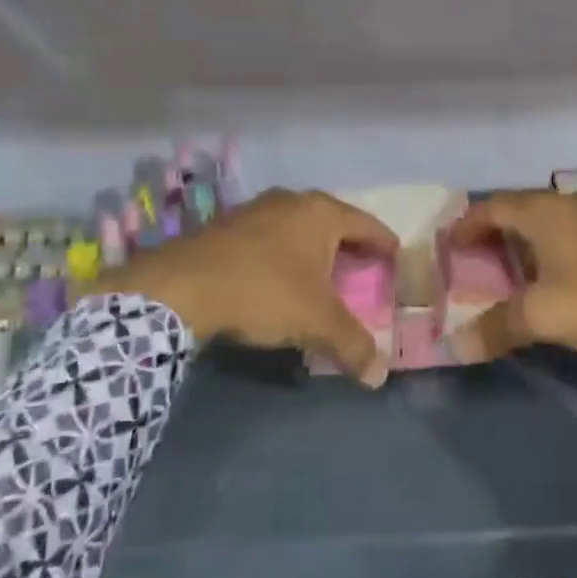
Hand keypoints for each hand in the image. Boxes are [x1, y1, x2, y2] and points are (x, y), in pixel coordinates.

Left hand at [86, 189, 397, 386]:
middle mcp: (292, 202)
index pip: (368, 225)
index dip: (385, 244)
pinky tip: (277, 278)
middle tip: (363, 271)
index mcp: (321, 213)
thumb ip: (352, 346)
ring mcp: (255, 210)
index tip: (397, 259)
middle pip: (333, 223)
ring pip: (298, 228)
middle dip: (349, 247)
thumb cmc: (262, 292)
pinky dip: (282, 254)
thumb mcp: (315, 322)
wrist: (179, 287)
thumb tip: (379, 376)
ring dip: (313, 250)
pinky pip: (269, 237)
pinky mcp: (226, 226)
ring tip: (321, 275)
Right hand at [445, 190, 576, 362]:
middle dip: (497, 232)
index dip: (467, 224)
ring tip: (518, 271)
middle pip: (522, 209)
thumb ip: (499, 327)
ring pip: (553, 221)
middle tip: (479, 259)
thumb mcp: (546, 315)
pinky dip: (558, 249)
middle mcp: (571, 203)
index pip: (492, 206)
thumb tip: (455, 346)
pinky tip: (566, 277)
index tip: (451, 243)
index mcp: (544, 212)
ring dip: (530, 241)